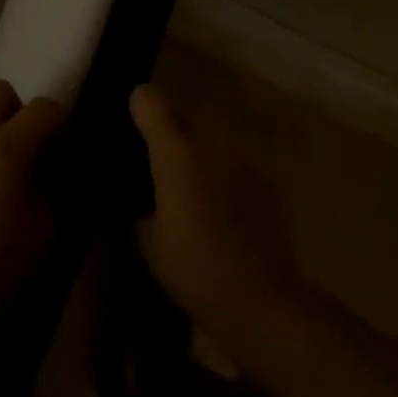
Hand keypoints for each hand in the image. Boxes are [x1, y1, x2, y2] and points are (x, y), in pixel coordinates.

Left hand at [0, 79, 64, 302]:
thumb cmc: (2, 260)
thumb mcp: (47, 224)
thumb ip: (53, 184)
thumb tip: (53, 169)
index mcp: (6, 146)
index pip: (44, 107)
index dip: (62, 126)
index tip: (67, 156)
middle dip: (20, 110)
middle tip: (32, 147)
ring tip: (8, 175)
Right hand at [131, 83, 303, 346]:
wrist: (260, 298)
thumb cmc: (193, 267)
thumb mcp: (146, 238)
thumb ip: (138, 199)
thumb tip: (138, 190)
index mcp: (176, 150)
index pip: (149, 98)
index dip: (137, 109)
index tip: (131, 134)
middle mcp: (211, 141)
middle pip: (182, 117)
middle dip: (168, 137)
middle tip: (157, 174)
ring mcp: (243, 157)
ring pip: (210, 140)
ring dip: (197, 156)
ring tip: (191, 196)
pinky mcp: (266, 178)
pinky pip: (233, 163)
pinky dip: (222, 176)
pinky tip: (222, 213)